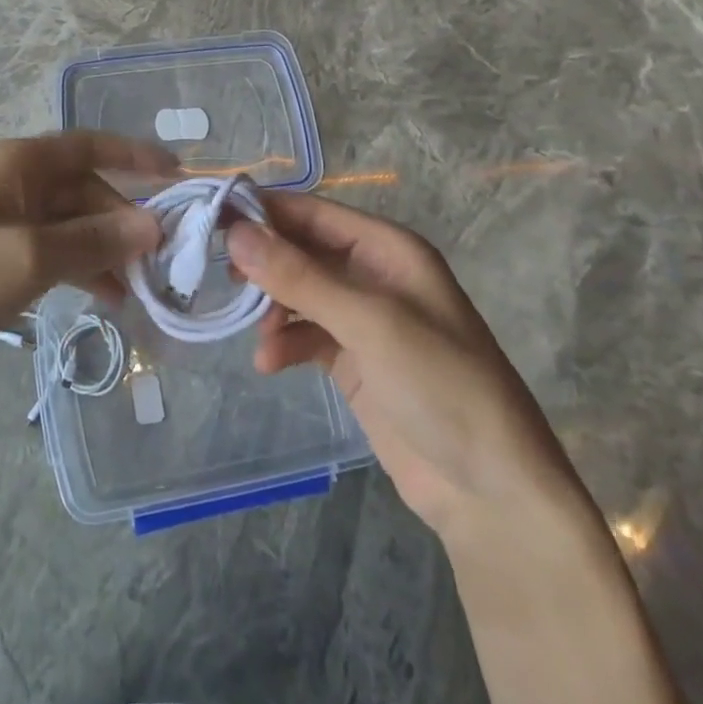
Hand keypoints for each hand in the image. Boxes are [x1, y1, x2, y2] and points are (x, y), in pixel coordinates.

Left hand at [0, 133, 175, 407]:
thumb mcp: (29, 258)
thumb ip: (94, 240)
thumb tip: (154, 224)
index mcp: (14, 164)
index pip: (86, 145)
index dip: (133, 155)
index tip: (179, 174)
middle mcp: (12, 185)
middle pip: (84, 190)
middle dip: (123, 219)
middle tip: (163, 258)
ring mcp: (6, 225)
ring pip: (73, 226)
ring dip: (107, 249)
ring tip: (142, 287)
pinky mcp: (0, 263)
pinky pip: (56, 256)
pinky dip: (84, 270)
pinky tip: (109, 298)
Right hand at [228, 193, 592, 540]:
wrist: (492, 493)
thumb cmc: (441, 386)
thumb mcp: (369, 323)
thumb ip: (300, 277)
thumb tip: (236, 232)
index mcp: (387, 249)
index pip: (313, 212)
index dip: (264, 210)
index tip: (211, 216)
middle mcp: (372, 274)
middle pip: (301, 249)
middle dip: (262, 261)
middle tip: (219, 274)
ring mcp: (362, 319)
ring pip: (297, 291)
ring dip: (270, 306)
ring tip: (252, 330)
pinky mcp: (353, 359)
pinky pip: (304, 334)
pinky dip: (283, 342)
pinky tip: (268, 363)